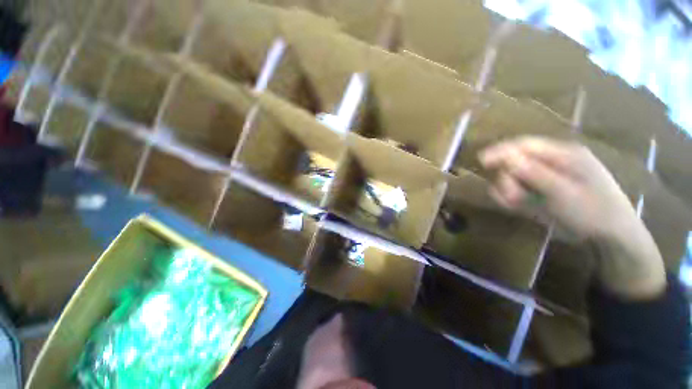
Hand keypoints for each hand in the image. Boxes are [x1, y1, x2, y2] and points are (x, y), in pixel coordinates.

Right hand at [479, 137, 633, 239]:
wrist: (609, 238)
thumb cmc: (593, 212)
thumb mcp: (565, 193)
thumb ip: (536, 174)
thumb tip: (507, 158)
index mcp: (563, 155)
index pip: (526, 145)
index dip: (502, 150)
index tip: (481, 160)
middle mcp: (552, 163)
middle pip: (517, 162)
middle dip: (509, 178)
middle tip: (511, 197)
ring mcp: (546, 178)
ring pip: (515, 177)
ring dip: (509, 189)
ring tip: (514, 203)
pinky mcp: (541, 192)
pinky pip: (519, 189)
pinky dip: (511, 196)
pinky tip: (512, 204)